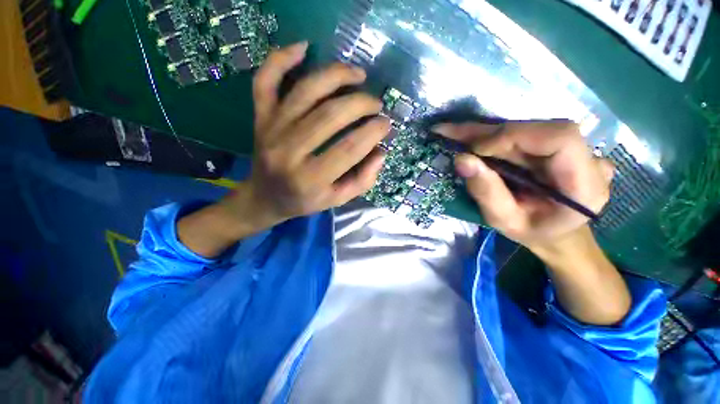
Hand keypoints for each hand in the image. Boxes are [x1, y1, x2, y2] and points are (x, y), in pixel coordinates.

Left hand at [179, 43, 389, 257]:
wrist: (265, 197)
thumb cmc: (304, 200)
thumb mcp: (338, 200)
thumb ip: (362, 180)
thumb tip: (380, 152)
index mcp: (310, 179)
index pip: (349, 148)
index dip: (373, 131)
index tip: (386, 123)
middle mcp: (289, 152)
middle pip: (330, 115)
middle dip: (361, 103)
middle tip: (376, 104)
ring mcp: (271, 130)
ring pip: (305, 90)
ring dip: (336, 75)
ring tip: (358, 74)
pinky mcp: (260, 117)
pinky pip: (265, 80)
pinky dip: (281, 57)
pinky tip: (303, 47)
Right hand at [435, 120, 613, 250]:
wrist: (555, 231)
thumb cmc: (532, 232)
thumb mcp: (504, 221)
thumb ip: (486, 192)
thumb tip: (461, 159)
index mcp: (584, 184)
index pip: (559, 137)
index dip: (514, 135)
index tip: (475, 149)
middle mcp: (586, 158)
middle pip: (535, 129)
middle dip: (487, 133)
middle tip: (449, 133)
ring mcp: (573, 148)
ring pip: (524, 128)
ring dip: (484, 132)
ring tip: (451, 134)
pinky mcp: (555, 144)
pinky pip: (521, 133)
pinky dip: (491, 136)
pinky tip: (467, 137)